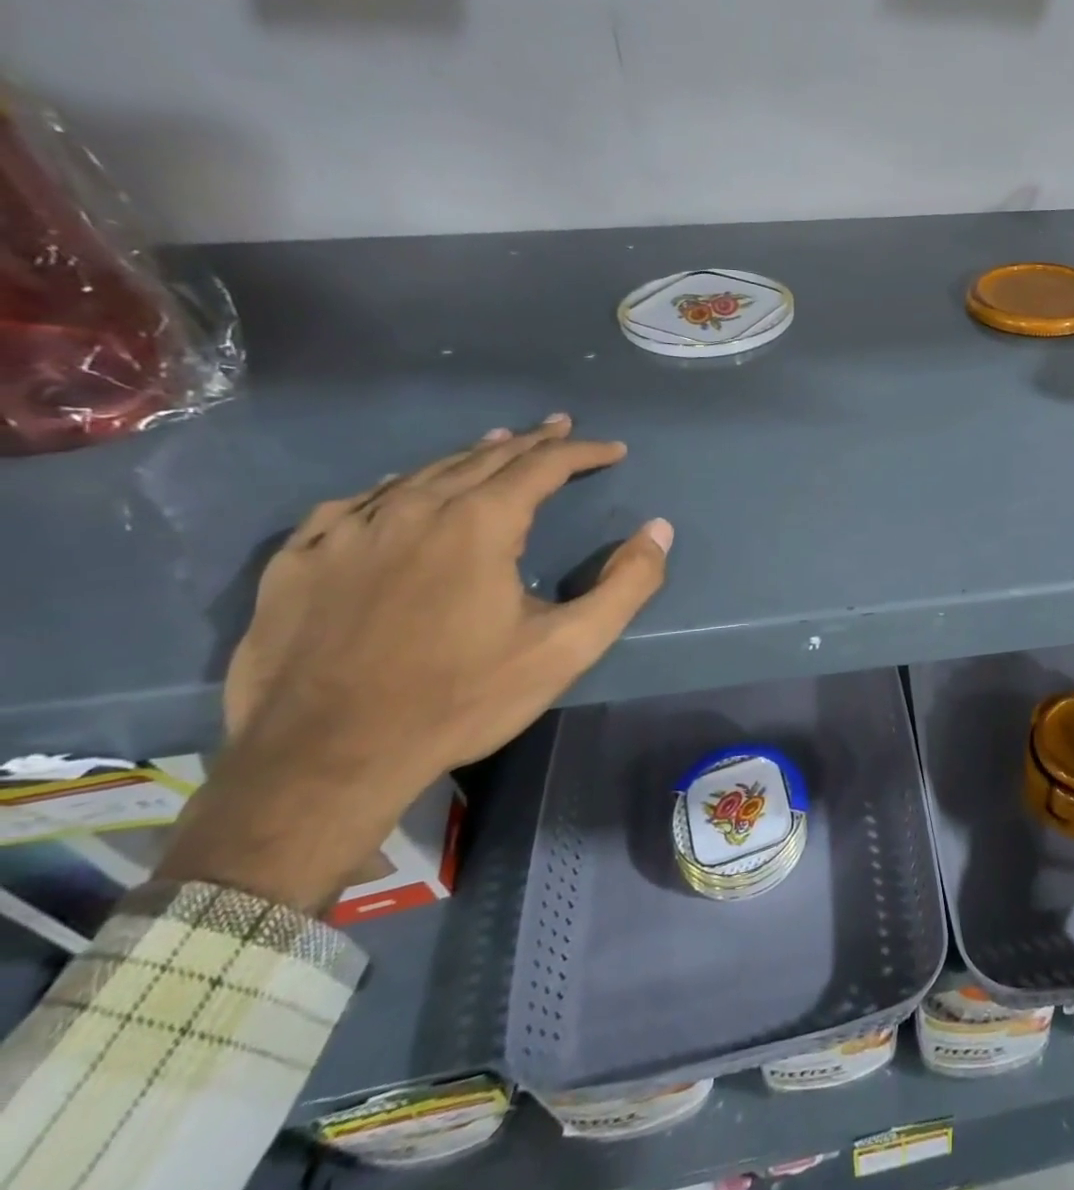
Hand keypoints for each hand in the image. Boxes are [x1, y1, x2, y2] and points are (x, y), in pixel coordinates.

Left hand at [158, 415, 672, 911]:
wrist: (324, 760)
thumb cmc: (461, 700)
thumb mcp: (567, 648)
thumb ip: (626, 584)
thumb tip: (659, 529)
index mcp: (478, 524)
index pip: (541, 466)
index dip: (582, 453)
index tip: (613, 450)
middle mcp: (412, 509)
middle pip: (481, 458)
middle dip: (529, 442)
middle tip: (558, 428)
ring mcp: (346, 532)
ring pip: (418, 474)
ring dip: (466, 456)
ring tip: (494, 444)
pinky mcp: (298, 561)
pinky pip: (350, 504)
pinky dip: (389, 488)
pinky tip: (392, 490)